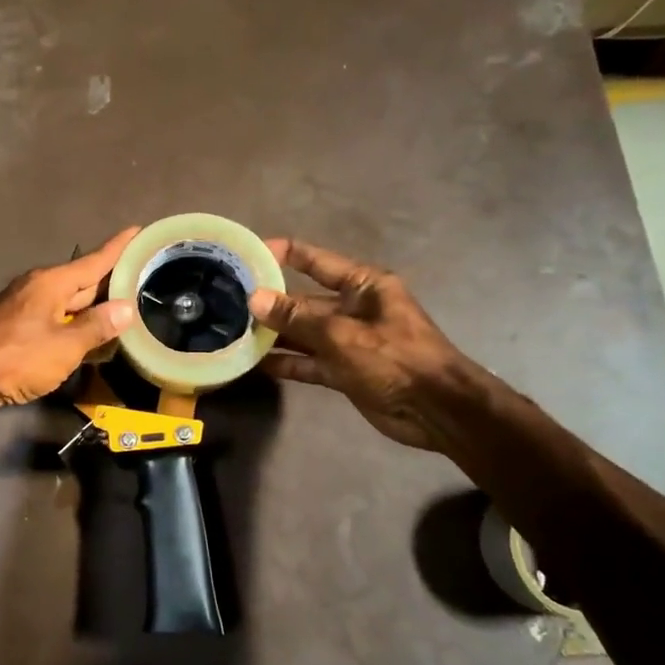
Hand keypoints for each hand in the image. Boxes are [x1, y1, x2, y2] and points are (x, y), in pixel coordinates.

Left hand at [0, 227, 140, 418]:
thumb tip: (125, 308)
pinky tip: (88, 337)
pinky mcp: (14, 331)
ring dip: (93, 307)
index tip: (138, 230)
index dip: (118, 248)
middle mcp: (37, 289)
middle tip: (142, 276)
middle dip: (110, 281)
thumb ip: (96, 327)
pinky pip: (54, 321)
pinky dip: (74, 326)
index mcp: (51, 283)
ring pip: (67, 303)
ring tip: (123, 308)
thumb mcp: (64, 346)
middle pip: (82, 282)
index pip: (94, 261)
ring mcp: (23, 309)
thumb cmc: (15, 357)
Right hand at [249, 239, 471, 450]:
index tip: (247, 254)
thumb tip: (254, 298)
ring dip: (273, 334)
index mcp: (363, 285)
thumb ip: (296, 317)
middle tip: (227, 301)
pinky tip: (254, 363)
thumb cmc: (395, 358)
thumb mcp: (342, 334)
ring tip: (232, 332)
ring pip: (303, 333)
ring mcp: (347, 341)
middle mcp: (353, 308)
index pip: (316, 261)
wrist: (437, 410)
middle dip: (270, 301)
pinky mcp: (344, 370)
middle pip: (303, 300)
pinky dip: (286, 363)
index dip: (283, 254)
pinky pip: (308, 361)